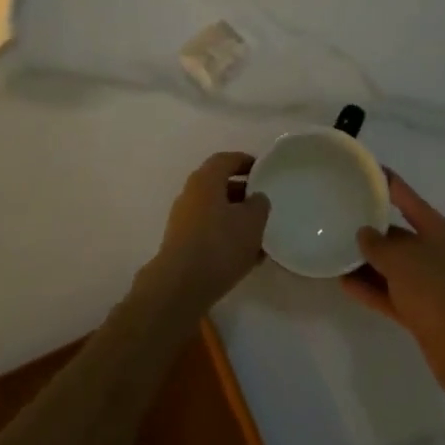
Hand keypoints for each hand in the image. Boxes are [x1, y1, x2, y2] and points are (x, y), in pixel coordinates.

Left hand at [145, 152, 270, 316]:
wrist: (181, 285)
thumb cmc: (219, 244)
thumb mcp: (251, 222)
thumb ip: (259, 205)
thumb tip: (256, 198)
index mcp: (205, 180)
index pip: (225, 160)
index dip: (245, 161)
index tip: (262, 170)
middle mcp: (191, 194)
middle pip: (219, 185)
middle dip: (242, 193)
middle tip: (263, 203)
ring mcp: (183, 219)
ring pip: (215, 211)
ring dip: (236, 218)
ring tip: (260, 235)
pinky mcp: (182, 243)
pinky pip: (209, 231)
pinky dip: (227, 236)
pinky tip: (247, 256)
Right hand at [342, 171, 444, 394]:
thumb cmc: (436, 291)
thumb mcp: (401, 260)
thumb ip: (377, 244)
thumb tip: (364, 234)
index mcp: (438, 232)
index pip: (408, 198)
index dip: (386, 182)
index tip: (363, 169)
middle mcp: (436, 254)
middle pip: (399, 234)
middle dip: (371, 229)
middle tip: (339, 217)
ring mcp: (431, 284)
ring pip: (393, 266)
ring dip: (367, 262)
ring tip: (334, 252)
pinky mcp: (423, 312)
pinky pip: (391, 293)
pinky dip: (371, 288)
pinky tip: (344, 284)